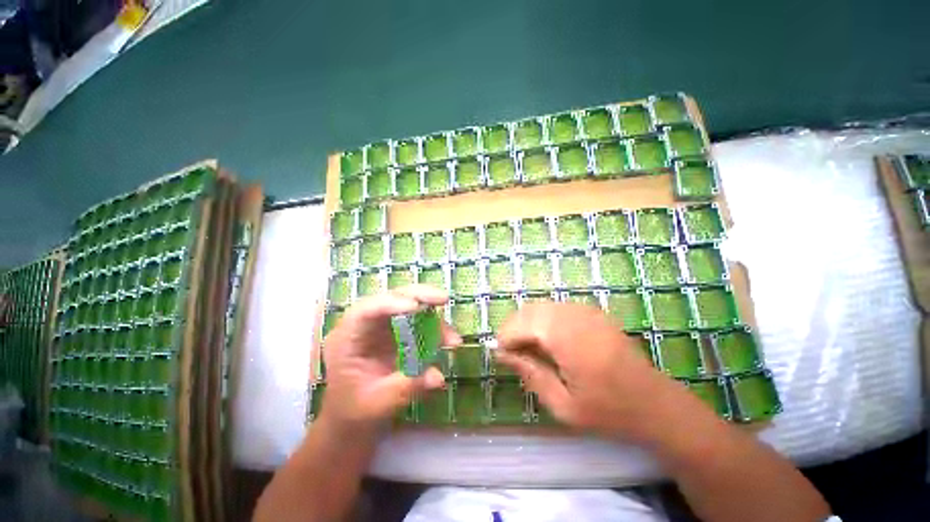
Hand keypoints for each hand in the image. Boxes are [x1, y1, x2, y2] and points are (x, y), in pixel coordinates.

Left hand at [319, 285, 461, 432]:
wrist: (351, 416)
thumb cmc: (355, 410)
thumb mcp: (377, 403)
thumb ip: (406, 388)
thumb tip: (438, 377)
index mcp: (348, 338)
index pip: (366, 310)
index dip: (391, 303)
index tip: (416, 306)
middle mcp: (365, 324)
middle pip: (392, 297)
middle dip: (419, 295)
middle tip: (443, 299)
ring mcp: (382, 326)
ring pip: (409, 305)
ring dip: (433, 317)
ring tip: (453, 339)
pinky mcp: (396, 331)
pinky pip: (417, 321)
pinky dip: (434, 329)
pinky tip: (447, 342)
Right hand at [496, 302, 695, 443]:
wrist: (657, 404)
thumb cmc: (609, 412)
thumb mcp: (563, 405)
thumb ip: (530, 374)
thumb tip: (503, 354)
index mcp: (567, 337)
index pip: (521, 325)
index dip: (505, 338)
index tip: (500, 355)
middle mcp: (573, 315)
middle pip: (529, 311)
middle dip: (514, 329)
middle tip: (512, 353)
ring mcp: (584, 310)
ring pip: (541, 308)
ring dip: (528, 324)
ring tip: (528, 349)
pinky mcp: (591, 311)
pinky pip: (556, 309)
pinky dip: (543, 321)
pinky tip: (548, 341)